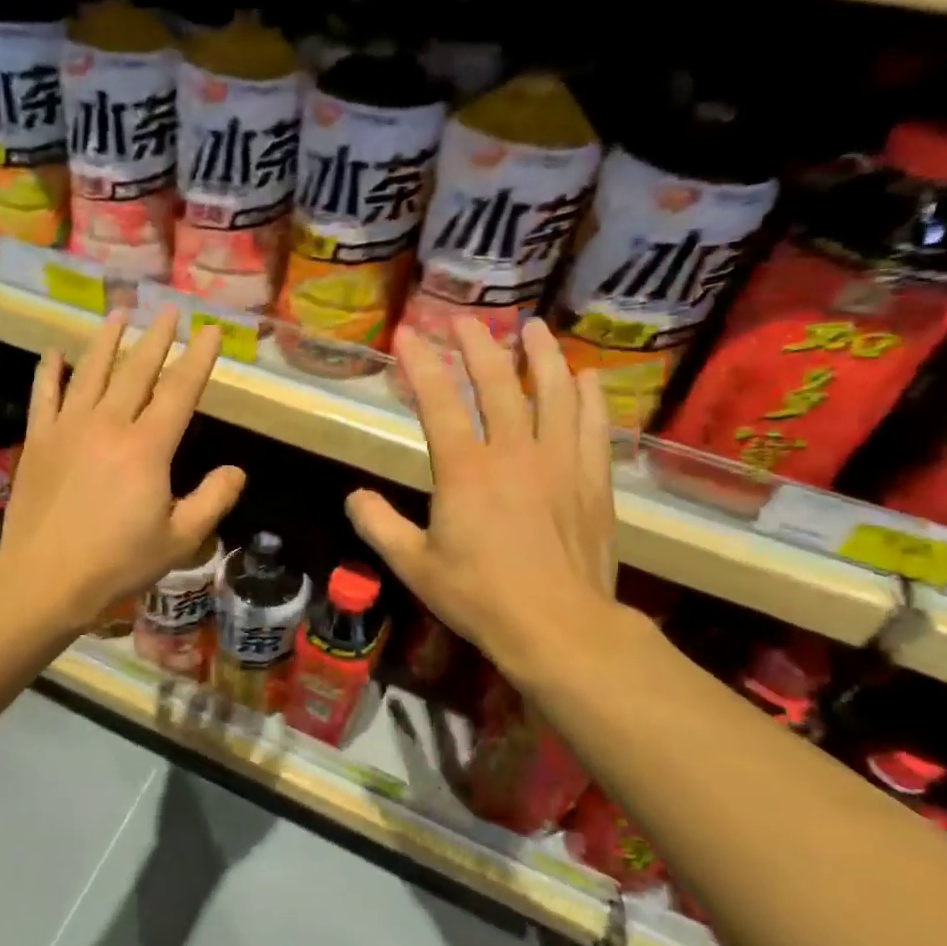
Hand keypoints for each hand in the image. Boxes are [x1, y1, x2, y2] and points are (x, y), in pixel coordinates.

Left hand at [1, 307, 244, 627]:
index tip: (211, 331)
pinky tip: (56, 352)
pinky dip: (51, 371)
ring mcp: (69, 428)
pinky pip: (45, 395)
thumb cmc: (118, 562)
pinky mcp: (39, 440)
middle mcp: (109, 424)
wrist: (45, 578)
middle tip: (169, 310)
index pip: (180, 390)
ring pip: (91, 371)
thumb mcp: (180, 540)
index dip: (198, 358)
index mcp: (147, 447)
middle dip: (157, 337)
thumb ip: (213, 501)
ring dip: (107, 339)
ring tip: (119, 313)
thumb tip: (237, 471)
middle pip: (137, 370)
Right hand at [345, 317, 621, 693]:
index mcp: (465, 469)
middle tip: (466, 319)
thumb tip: (354, 497)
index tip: (408, 332)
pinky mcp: (592, 480)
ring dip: (540, 355)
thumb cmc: (479, 596)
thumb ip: (378, 526)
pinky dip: (588, 396)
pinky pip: (593, 424)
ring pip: (553, 392)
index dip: (421, 362)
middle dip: (478, 344)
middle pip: (496, 382)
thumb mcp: (413, 565)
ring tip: (533, 327)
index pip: (438, 400)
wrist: (558, 626)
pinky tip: (585, 378)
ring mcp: (559, 462)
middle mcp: (513, 452)